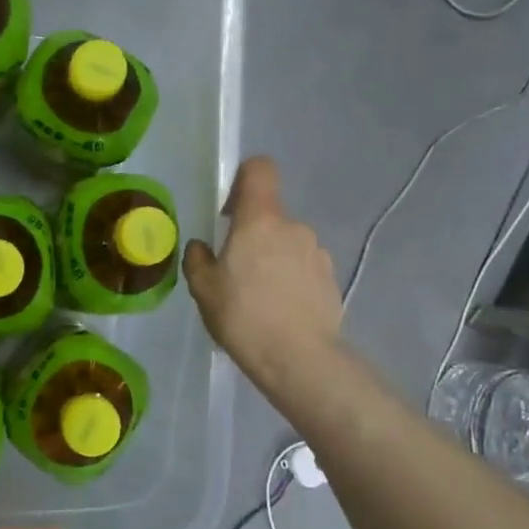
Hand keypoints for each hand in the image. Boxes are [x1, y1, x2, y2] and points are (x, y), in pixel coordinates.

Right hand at [183, 157, 342, 391]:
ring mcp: (317, 252)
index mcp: (260, 220)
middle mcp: (293, 227)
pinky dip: (291, 280)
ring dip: (273, 259)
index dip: (243, 179)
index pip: (259, 169)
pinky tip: (280, 311)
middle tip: (235, 272)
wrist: (299, 359)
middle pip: (270, 216)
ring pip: (288, 243)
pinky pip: (304, 268)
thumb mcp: (203, 289)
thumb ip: (198, 259)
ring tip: (259, 298)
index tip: (229, 211)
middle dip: (252, 236)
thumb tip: (202, 247)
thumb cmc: (243, 316)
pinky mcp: (331, 279)